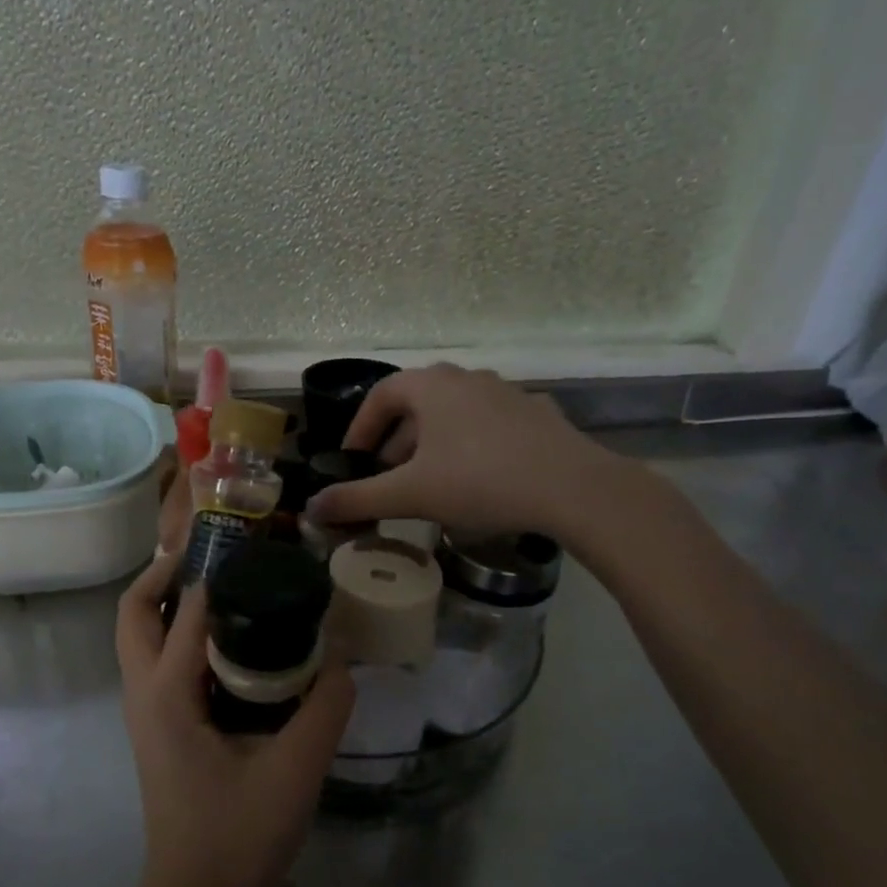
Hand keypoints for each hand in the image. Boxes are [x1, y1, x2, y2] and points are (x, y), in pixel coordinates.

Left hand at [115, 553, 354, 886]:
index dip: (216, 569)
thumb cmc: (239, 838)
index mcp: (168, 694)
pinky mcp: (159, 728)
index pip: (186, 610)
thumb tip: (344, 657)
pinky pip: (158, 662)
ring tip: (224, 585)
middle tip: (217, 556)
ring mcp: (146, 713)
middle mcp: (144, 693)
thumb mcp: (297, 769)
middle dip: (165, 574)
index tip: (252, 541)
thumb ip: (326, 706)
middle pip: (133, 613)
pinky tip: (231, 643)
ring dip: (168, 602)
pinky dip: (179, 635)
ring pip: (139, 637)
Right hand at [305, 364, 649, 546]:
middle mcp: (467, 378)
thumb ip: (357, 500)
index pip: (380, 396)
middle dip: (396, 440)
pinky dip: (470, 446)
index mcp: (431, 386)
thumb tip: (313, 508)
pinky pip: (488, 426)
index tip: (354, 460)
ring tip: (430, 482)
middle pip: (417, 404)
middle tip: (389, 476)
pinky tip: (478, 480)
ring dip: (432, 444)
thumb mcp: (410, 495)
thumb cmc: (479, 481)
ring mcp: (506, 393)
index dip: (360, 428)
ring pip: (454, 414)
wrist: (573, 488)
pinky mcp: (537, 415)